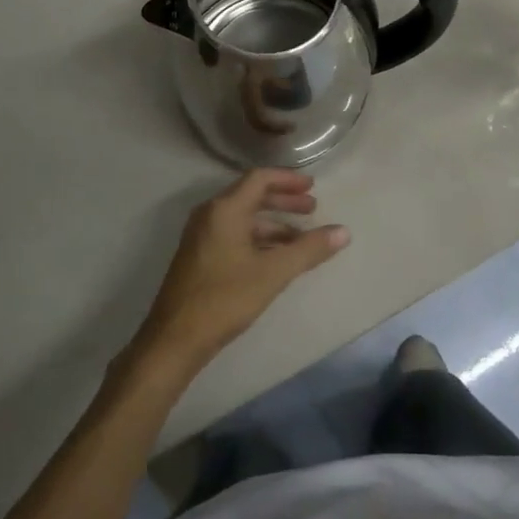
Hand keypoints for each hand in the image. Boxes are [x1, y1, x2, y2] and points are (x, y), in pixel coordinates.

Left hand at [131, 170, 348, 374]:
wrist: (175, 339)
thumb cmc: (225, 298)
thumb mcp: (273, 273)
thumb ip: (309, 249)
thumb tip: (343, 231)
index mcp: (224, 209)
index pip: (259, 179)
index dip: (288, 180)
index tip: (313, 186)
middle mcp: (210, 215)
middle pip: (251, 196)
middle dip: (283, 201)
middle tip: (312, 208)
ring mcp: (201, 236)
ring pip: (243, 219)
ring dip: (273, 223)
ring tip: (301, 239)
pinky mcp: (199, 257)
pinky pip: (234, 235)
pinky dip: (258, 239)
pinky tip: (276, 258)